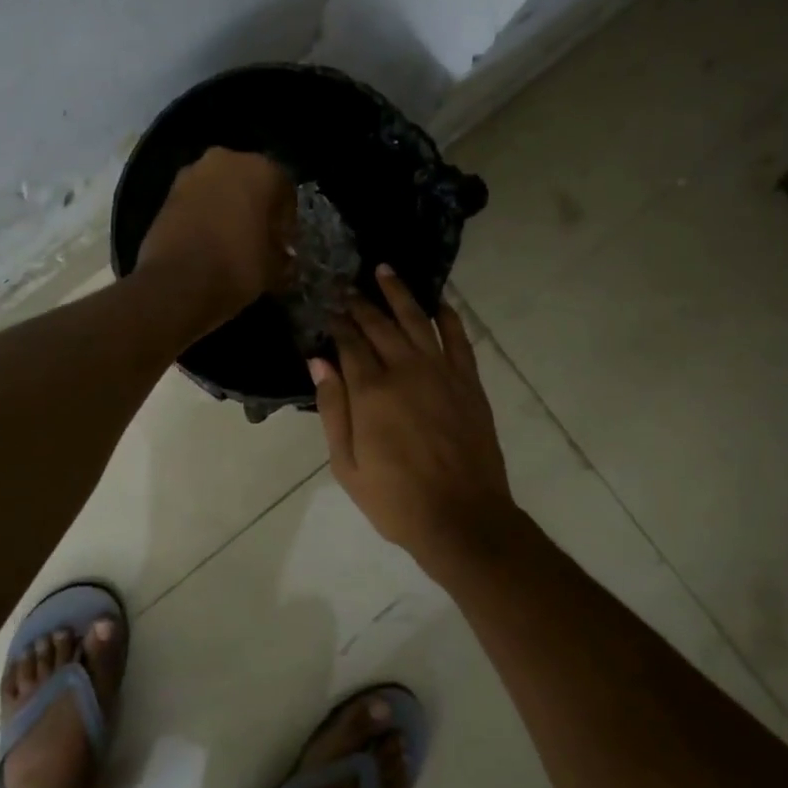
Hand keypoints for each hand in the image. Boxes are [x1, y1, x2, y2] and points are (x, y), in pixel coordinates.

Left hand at [136, 148, 294, 326]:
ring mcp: (192, 173)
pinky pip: (197, 201)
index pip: (285, 191)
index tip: (284, 244)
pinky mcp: (167, 193)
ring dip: (227, 209)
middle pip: (250, 183)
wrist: (178, 282)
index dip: (286, 221)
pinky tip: (208, 242)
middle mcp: (226, 160)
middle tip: (259, 239)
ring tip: (231, 242)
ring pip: (220, 189)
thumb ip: (282, 256)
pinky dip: (204, 216)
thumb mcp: (274, 268)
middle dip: (255, 208)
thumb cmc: (238, 266)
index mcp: (262, 170)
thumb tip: (283, 257)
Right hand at [311, 266, 518, 568]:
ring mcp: (441, 372)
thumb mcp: (347, 464)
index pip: (350, 344)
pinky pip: (459, 338)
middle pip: (380, 325)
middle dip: (361, 303)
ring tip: (385, 270)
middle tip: (348, 286)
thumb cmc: (395, 498)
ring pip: (417, 320)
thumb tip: (318, 361)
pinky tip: (439, 301)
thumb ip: (334, 409)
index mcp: (371, 391)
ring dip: (400, 293)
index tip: (327, 306)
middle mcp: (405, 370)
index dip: (337, 323)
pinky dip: (448, 315)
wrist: (462, 517)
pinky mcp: (468, 382)